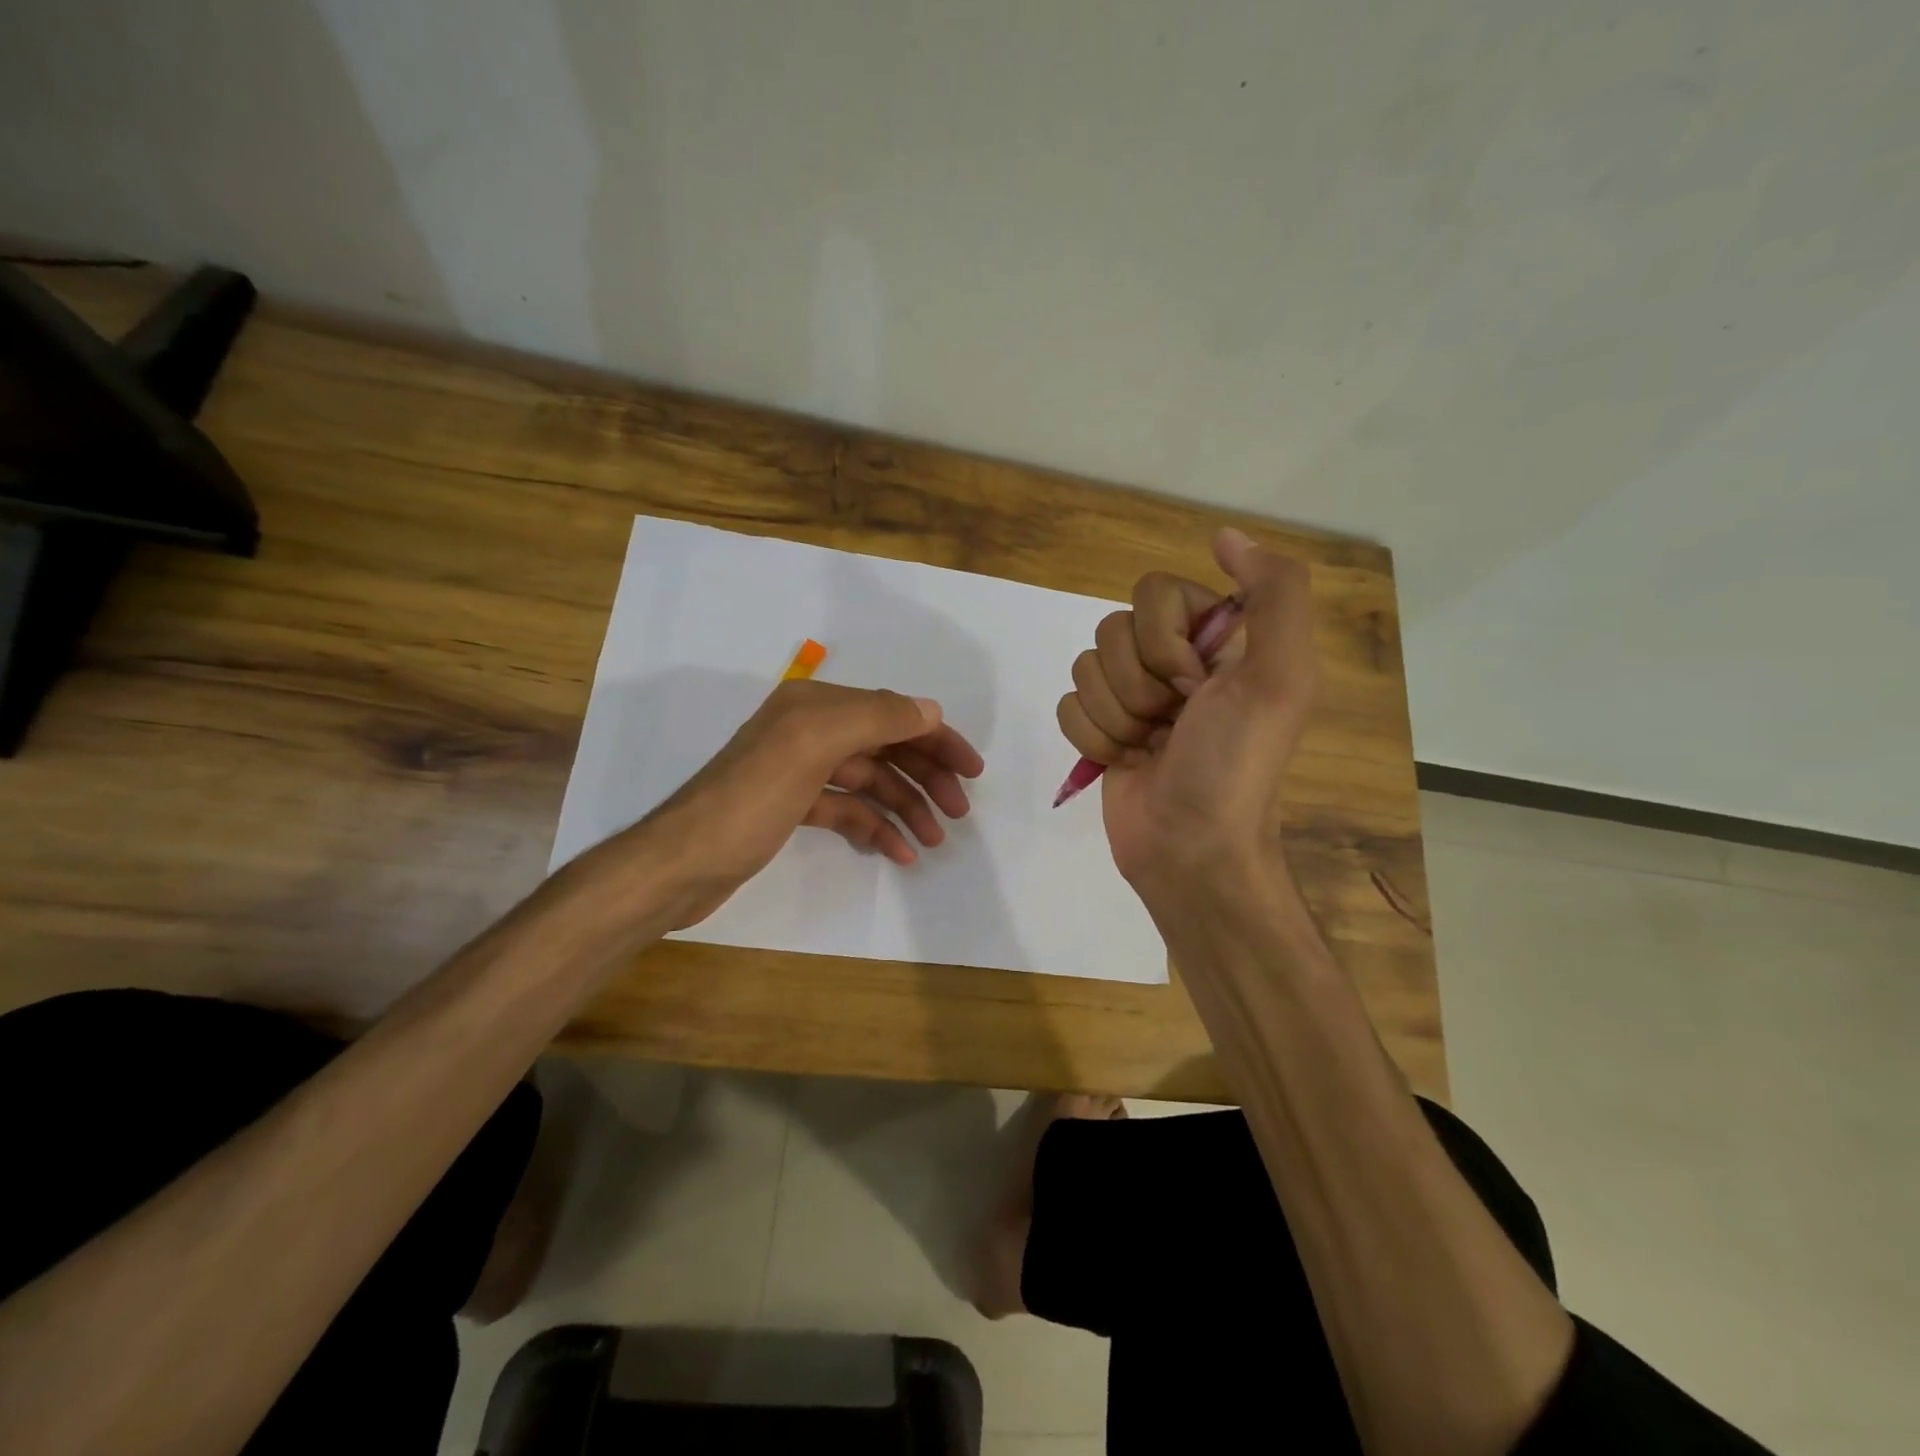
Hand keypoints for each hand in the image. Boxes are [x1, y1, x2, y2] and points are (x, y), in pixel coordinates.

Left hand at [596, 678, 983, 929]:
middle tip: (957, 813)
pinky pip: (847, 810)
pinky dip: (874, 827)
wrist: (680, 865)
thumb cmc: (749, 802)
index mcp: (814, 707)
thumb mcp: (811, 747)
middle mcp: (809, 731)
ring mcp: (799, 771)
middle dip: (925, 777)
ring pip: (869, 782)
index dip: (935, 738)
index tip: (972, 772)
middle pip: (884, 747)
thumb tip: (929, 710)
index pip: (891, 714)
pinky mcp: (792, 808)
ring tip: (933, 841)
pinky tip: (896, 852)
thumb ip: (874, 719)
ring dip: (904, 807)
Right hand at [1056, 528, 1318, 903]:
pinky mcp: (1101, 729)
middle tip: (1173, 724)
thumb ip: (1273, 594)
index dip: (1164, 641)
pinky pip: (1068, 705)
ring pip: (1086, 668)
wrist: (1191, 849)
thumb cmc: (1234, 764)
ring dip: (1117, 718)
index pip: (1154, 591)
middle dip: (1138, 687)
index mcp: (1216, 639)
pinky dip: (1093, 739)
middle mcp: (1173, 660)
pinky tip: (1124, 762)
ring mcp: (1133, 696)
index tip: (1195, 685)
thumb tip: (1226, 535)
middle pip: (1112, 630)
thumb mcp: (1280, 676)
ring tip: (1150, 749)